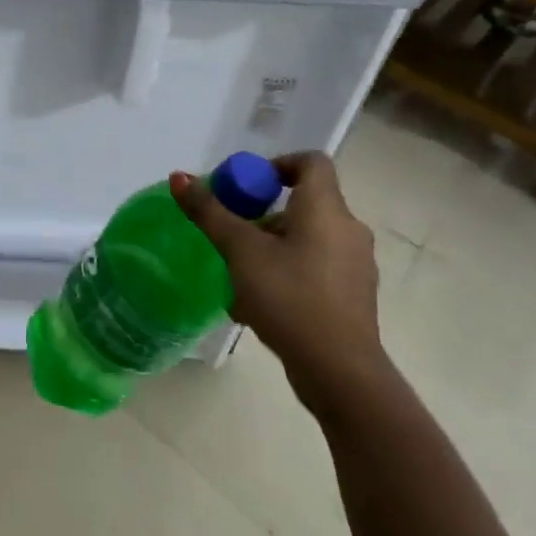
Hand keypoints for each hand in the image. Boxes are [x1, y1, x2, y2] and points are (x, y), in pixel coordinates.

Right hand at [171, 152, 387, 420]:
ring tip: (238, 270)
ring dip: (272, 244)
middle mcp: (348, 230)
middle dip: (263, 212)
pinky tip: (259, 300)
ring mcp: (355, 266)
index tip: (247, 185)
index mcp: (326, 209)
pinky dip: (287, 270)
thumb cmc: (290, 298)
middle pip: (304, 201)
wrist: (341, 373)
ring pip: (307, 237)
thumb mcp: (240, 251)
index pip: (311, 162)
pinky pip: (315, 267)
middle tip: (233, 229)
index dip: (278, 164)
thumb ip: (210, 212)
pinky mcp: (353, 297)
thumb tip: (179, 176)